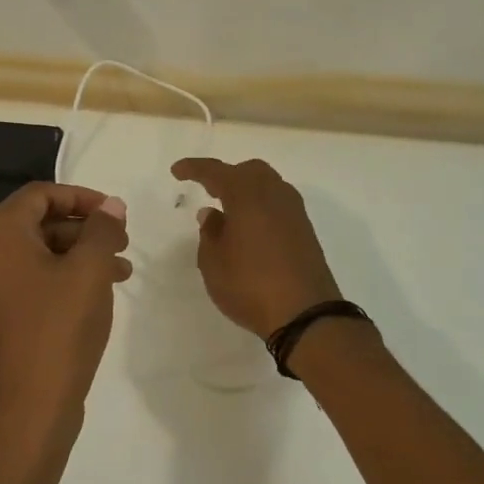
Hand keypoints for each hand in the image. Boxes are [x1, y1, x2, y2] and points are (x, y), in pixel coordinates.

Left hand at [0, 183, 131, 454]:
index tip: (115, 212)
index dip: (81, 197)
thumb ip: (102, 230)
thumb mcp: (89, 272)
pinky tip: (101, 293)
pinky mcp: (2, 315)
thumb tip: (111, 205)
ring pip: (42, 254)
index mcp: (0, 234)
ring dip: (82, 254)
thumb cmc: (58, 329)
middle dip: (85, 228)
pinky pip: (36, 281)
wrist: (28, 409)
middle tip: (123, 242)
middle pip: (40, 222)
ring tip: (123, 271)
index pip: (40, 194)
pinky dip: (68, 278)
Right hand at [170, 157, 339, 337]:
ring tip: (228, 209)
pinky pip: (278, 204)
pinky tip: (250, 227)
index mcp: (247, 196)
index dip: (195, 168)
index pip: (217, 171)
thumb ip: (209, 233)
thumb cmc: (250, 285)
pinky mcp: (305, 231)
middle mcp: (274, 195)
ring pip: (268, 185)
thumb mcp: (214, 263)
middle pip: (249, 171)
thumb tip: (212, 214)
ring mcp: (294, 212)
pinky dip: (261, 206)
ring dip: (246, 190)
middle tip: (207, 189)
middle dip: (226, 175)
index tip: (177, 171)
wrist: (306, 314)